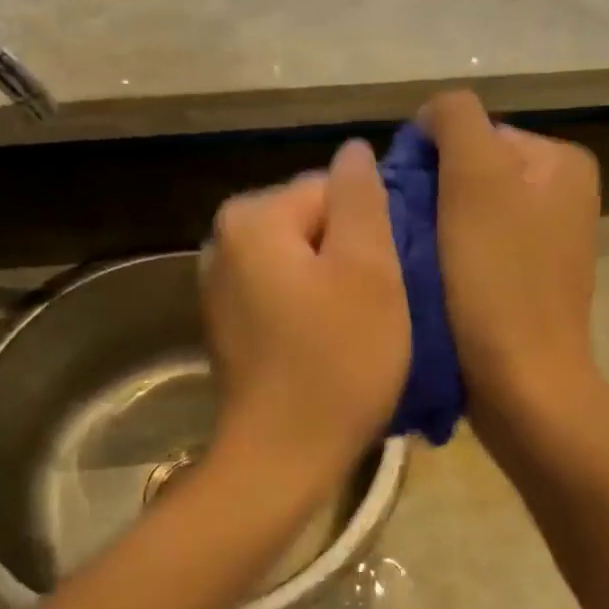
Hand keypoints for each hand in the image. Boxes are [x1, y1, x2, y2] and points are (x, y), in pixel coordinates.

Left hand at [201, 140, 409, 491]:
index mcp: (252, 216)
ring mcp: (220, 283)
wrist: (282, 458)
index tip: (388, 279)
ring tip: (359, 328)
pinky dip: (312, 306)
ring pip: (303, 258)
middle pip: (315, 221)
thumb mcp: (368, 269)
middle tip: (378, 306)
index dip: (371, 231)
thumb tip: (354, 150)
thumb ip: (362, 197)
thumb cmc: (336, 361)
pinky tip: (330, 343)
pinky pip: (284, 289)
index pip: (332, 189)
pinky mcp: (229, 320)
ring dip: (336, 283)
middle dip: (351, 255)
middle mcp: (224, 239)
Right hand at [420, 90, 601, 421]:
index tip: (409, 204)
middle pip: (471, 172)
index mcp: (560, 162)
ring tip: (417, 261)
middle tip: (408, 234)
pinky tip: (434, 281)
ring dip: (434, 228)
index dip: (431, 161)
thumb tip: (433, 117)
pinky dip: (449, 258)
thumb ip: (455, 120)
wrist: (522, 385)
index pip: (472, 133)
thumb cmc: (497, 280)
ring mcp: (548, 241)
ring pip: (468, 212)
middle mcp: (563, 194)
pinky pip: (476, 248)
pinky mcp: (527, 280)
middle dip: (432, 196)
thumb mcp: (476, 178)